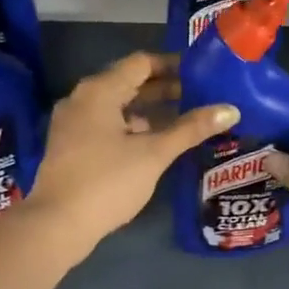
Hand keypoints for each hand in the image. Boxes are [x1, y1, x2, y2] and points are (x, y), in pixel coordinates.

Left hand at [25, 51, 238, 251]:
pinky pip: (106, 123)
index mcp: (99, 90)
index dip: (172, 65)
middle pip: (128, 82)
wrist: (57, 224)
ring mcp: (72, 122)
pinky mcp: (70, 145)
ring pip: (117, 105)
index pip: (141, 63)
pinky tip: (153, 141)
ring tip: (183, 118)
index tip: (201, 74)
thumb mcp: (154, 153)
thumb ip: (191, 128)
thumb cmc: (108, 182)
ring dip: (149, 109)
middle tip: (200, 95)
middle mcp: (82, 98)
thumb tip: (230, 109)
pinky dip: (131, 126)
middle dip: (164, 88)